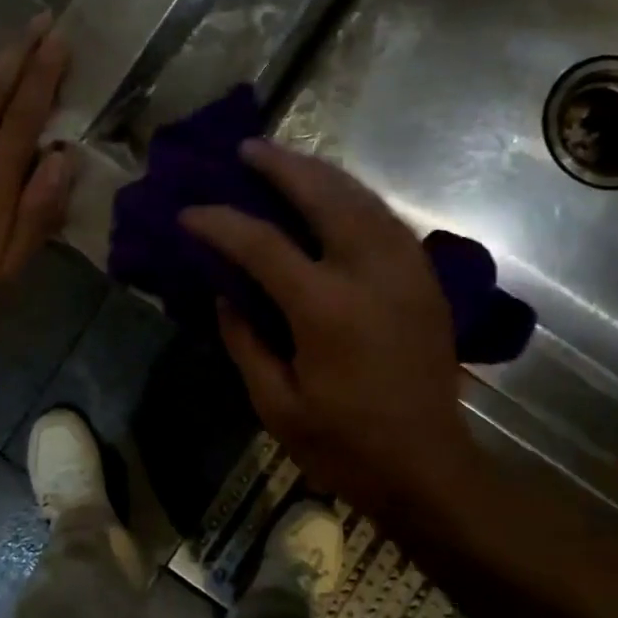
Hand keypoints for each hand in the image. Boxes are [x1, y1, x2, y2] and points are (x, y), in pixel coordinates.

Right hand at [181, 141, 469, 522]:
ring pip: (362, 198)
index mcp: (326, 309)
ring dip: (321, 173)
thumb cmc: (345, 445)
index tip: (188, 213)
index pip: (262, 245)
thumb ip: (245, 342)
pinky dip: (354, 197)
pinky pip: (386, 219)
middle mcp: (370, 274)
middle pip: (324, 196)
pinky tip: (333, 195)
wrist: (429, 468)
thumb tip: (224, 293)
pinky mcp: (425, 280)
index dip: (219, 223)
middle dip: (281, 167)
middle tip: (248, 149)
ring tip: (286, 160)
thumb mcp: (276, 405)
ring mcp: (406, 271)